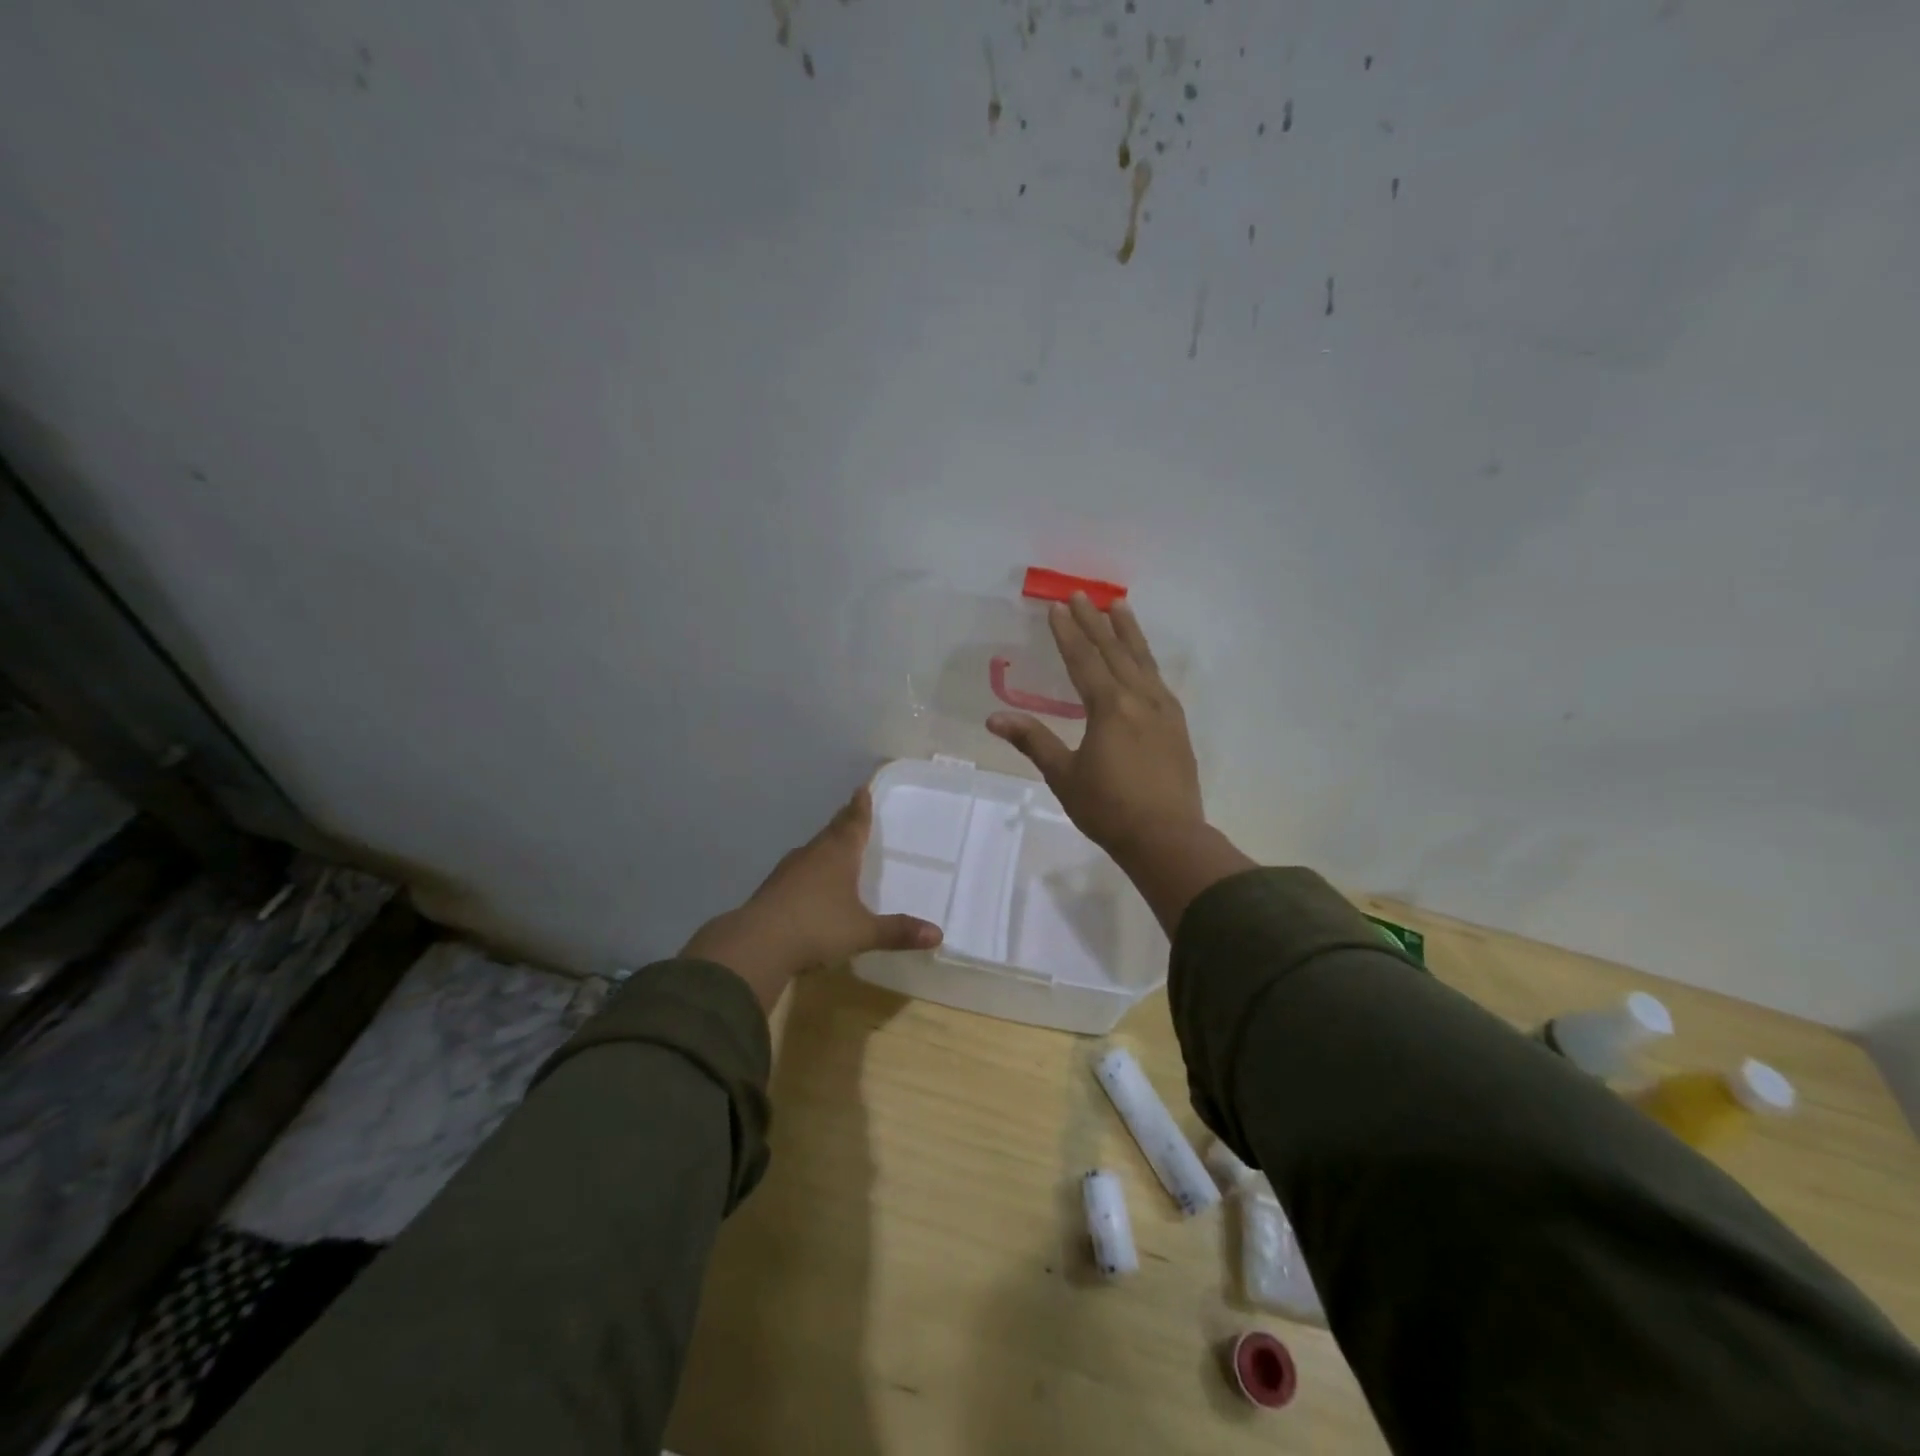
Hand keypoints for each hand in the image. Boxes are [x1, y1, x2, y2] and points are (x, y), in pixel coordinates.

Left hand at [682, 786, 942, 1011]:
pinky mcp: (772, 889)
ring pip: (813, 849)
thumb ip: (898, 931)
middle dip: (844, 821)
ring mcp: (788, 870)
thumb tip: (938, 934)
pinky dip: (809, 868)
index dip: (861, 807)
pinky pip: (798, 870)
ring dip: (825, 844)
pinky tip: (810, 881)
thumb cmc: (817, 928)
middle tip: (852, 810)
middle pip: (832, 831)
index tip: (863, 788)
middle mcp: (813, 854)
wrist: (757, 944)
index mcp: (838, 855)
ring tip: (835, 844)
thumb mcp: (863, 932)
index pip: (854, 823)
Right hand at [988, 592, 1253, 934]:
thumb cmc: (1109, 808)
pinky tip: (1143, 661)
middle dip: (1096, 622)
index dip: (1069, 633)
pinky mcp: (1177, 726)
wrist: (1168, 838)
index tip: (1058, 607)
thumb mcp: (1064, 776)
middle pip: (1114, 651)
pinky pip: (1158, 680)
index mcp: (1109, 707)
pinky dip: (1146, 660)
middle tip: (1082, 595)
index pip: (1084, 660)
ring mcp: (1163, 710)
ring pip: (1143, 661)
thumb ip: (1033, 741)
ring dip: (1128, 632)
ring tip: (1120, 606)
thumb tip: (995, 719)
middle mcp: (1139, 699)